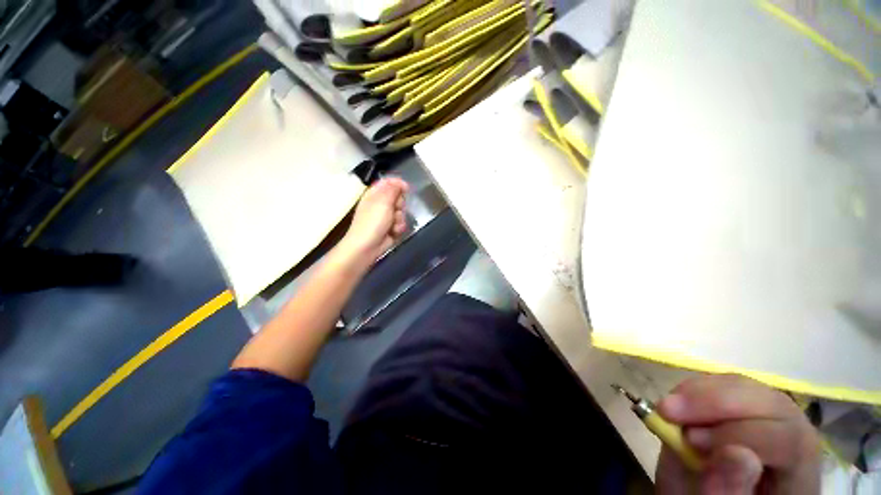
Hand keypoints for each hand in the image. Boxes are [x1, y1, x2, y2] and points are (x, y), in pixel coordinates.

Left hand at [337, 176, 408, 264]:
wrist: (367, 247)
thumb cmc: (372, 222)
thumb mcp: (383, 202)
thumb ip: (392, 189)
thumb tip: (400, 182)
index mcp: (374, 195)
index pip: (388, 183)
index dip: (398, 184)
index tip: (406, 189)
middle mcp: (380, 204)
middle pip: (397, 198)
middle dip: (400, 204)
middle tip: (396, 209)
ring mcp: (386, 217)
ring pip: (401, 212)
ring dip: (400, 219)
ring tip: (393, 225)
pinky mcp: (391, 228)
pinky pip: (401, 224)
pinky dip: (399, 228)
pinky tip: (394, 232)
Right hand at [655, 375, 819, 494]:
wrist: (709, 493)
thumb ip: (729, 489)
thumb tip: (737, 454)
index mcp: (800, 475)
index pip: (788, 441)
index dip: (740, 435)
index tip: (691, 440)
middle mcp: (797, 437)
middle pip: (771, 403)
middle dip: (715, 402)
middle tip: (668, 409)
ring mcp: (774, 416)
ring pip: (748, 387)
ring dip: (701, 392)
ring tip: (668, 408)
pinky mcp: (747, 404)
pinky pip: (727, 384)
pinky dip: (697, 388)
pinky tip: (679, 402)